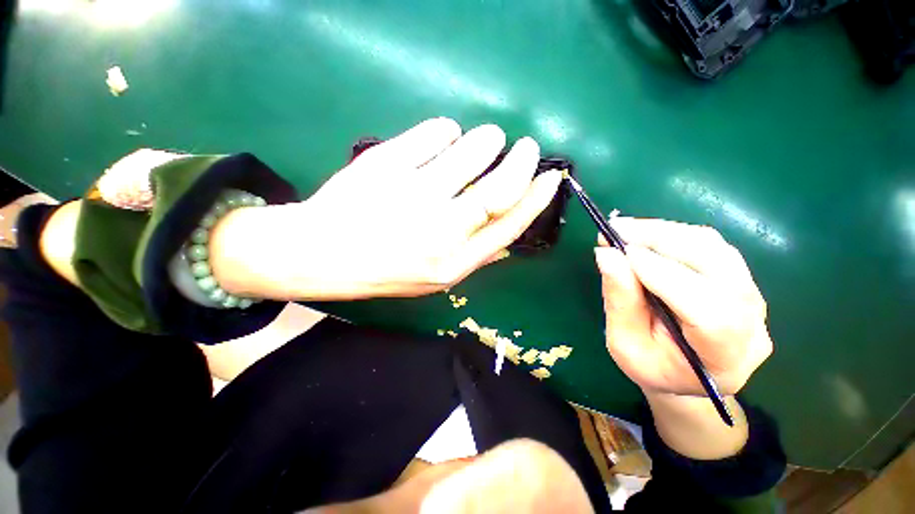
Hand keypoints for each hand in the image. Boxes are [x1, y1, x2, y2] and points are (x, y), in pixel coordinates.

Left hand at [213, 118, 561, 300]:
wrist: (321, 254)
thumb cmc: (384, 269)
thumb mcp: (435, 278)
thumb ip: (474, 254)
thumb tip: (507, 227)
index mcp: (453, 262)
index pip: (508, 226)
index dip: (535, 199)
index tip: (550, 178)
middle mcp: (439, 229)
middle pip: (498, 187)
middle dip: (521, 161)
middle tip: (526, 146)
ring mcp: (413, 194)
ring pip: (472, 151)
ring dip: (487, 140)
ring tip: (487, 140)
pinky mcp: (388, 164)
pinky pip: (435, 132)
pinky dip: (447, 130)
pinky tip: (443, 137)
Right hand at [594, 218, 772, 396]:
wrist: (682, 376)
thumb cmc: (650, 367)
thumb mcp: (624, 343)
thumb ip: (620, 301)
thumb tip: (607, 254)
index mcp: (724, 358)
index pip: (710, 311)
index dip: (665, 276)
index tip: (621, 252)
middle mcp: (752, 324)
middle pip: (718, 267)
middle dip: (663, 241)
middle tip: (615, 229)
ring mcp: (751, 298)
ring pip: (715, 249)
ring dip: (666, 232)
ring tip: (625, 230)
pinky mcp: (740, 280)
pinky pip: (711, 246)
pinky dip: (673, 235)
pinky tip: (645, 236)